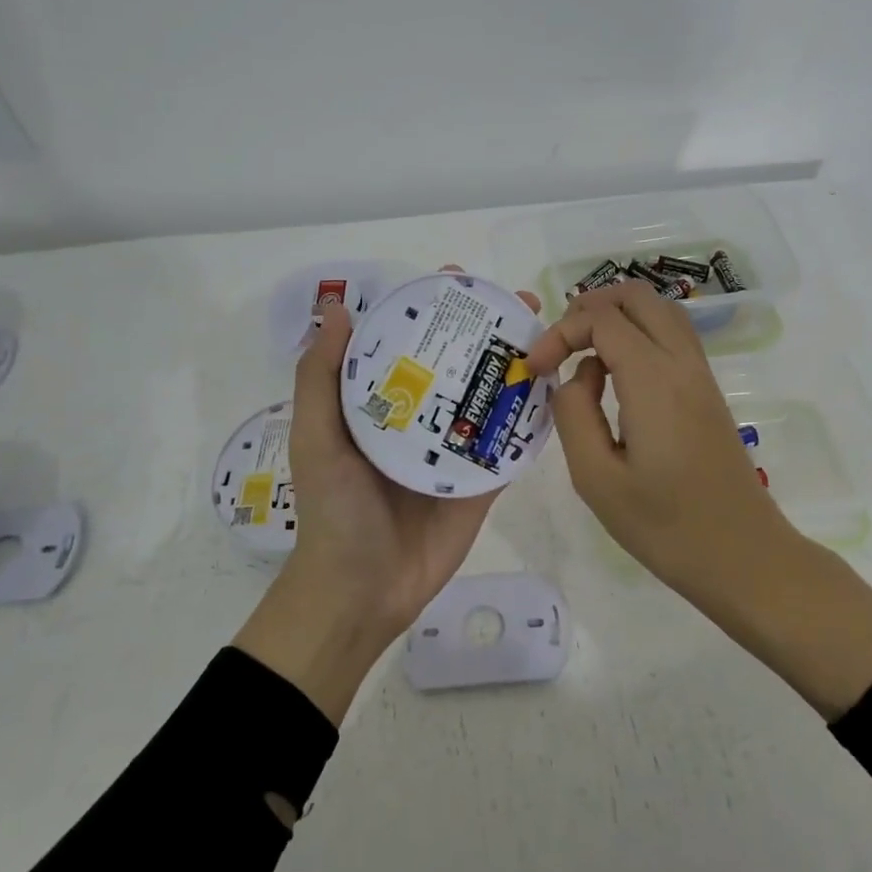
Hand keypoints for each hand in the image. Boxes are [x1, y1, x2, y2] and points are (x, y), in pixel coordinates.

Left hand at [234, 269, 540, 723]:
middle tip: (519, 303)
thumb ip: (321, 377)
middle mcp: (419, 420)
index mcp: (379, 404)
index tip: (457, 280)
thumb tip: (336, 310)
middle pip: (456, 364)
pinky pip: (509, 445)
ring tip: (545, 334)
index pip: (408, 343)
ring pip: (488, 398)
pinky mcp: (482, 483)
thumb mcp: (315, 437)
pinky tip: (556, 387)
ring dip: (515, 366)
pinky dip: (530, 418)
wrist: (362, 592)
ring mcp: (454, 452)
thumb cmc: (335, 511)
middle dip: (485, 330)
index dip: (431, 310)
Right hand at [524, 282, 785, 588]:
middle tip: (559, 348)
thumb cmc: (665, 527)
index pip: (601, 319)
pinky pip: (671, 337)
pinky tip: (615, 377)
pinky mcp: (707, 392)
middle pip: (636, 296)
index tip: (535, 368)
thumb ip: (573, 415)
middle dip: (588, 308)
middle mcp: (682, 364)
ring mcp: (701, 376)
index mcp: (654, 380)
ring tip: (582, 355)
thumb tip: (575, 377)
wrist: (744, 557)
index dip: (560, 332)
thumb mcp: (596, 478)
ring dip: (615, 318)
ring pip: (659, 311)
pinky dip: (637, 335)